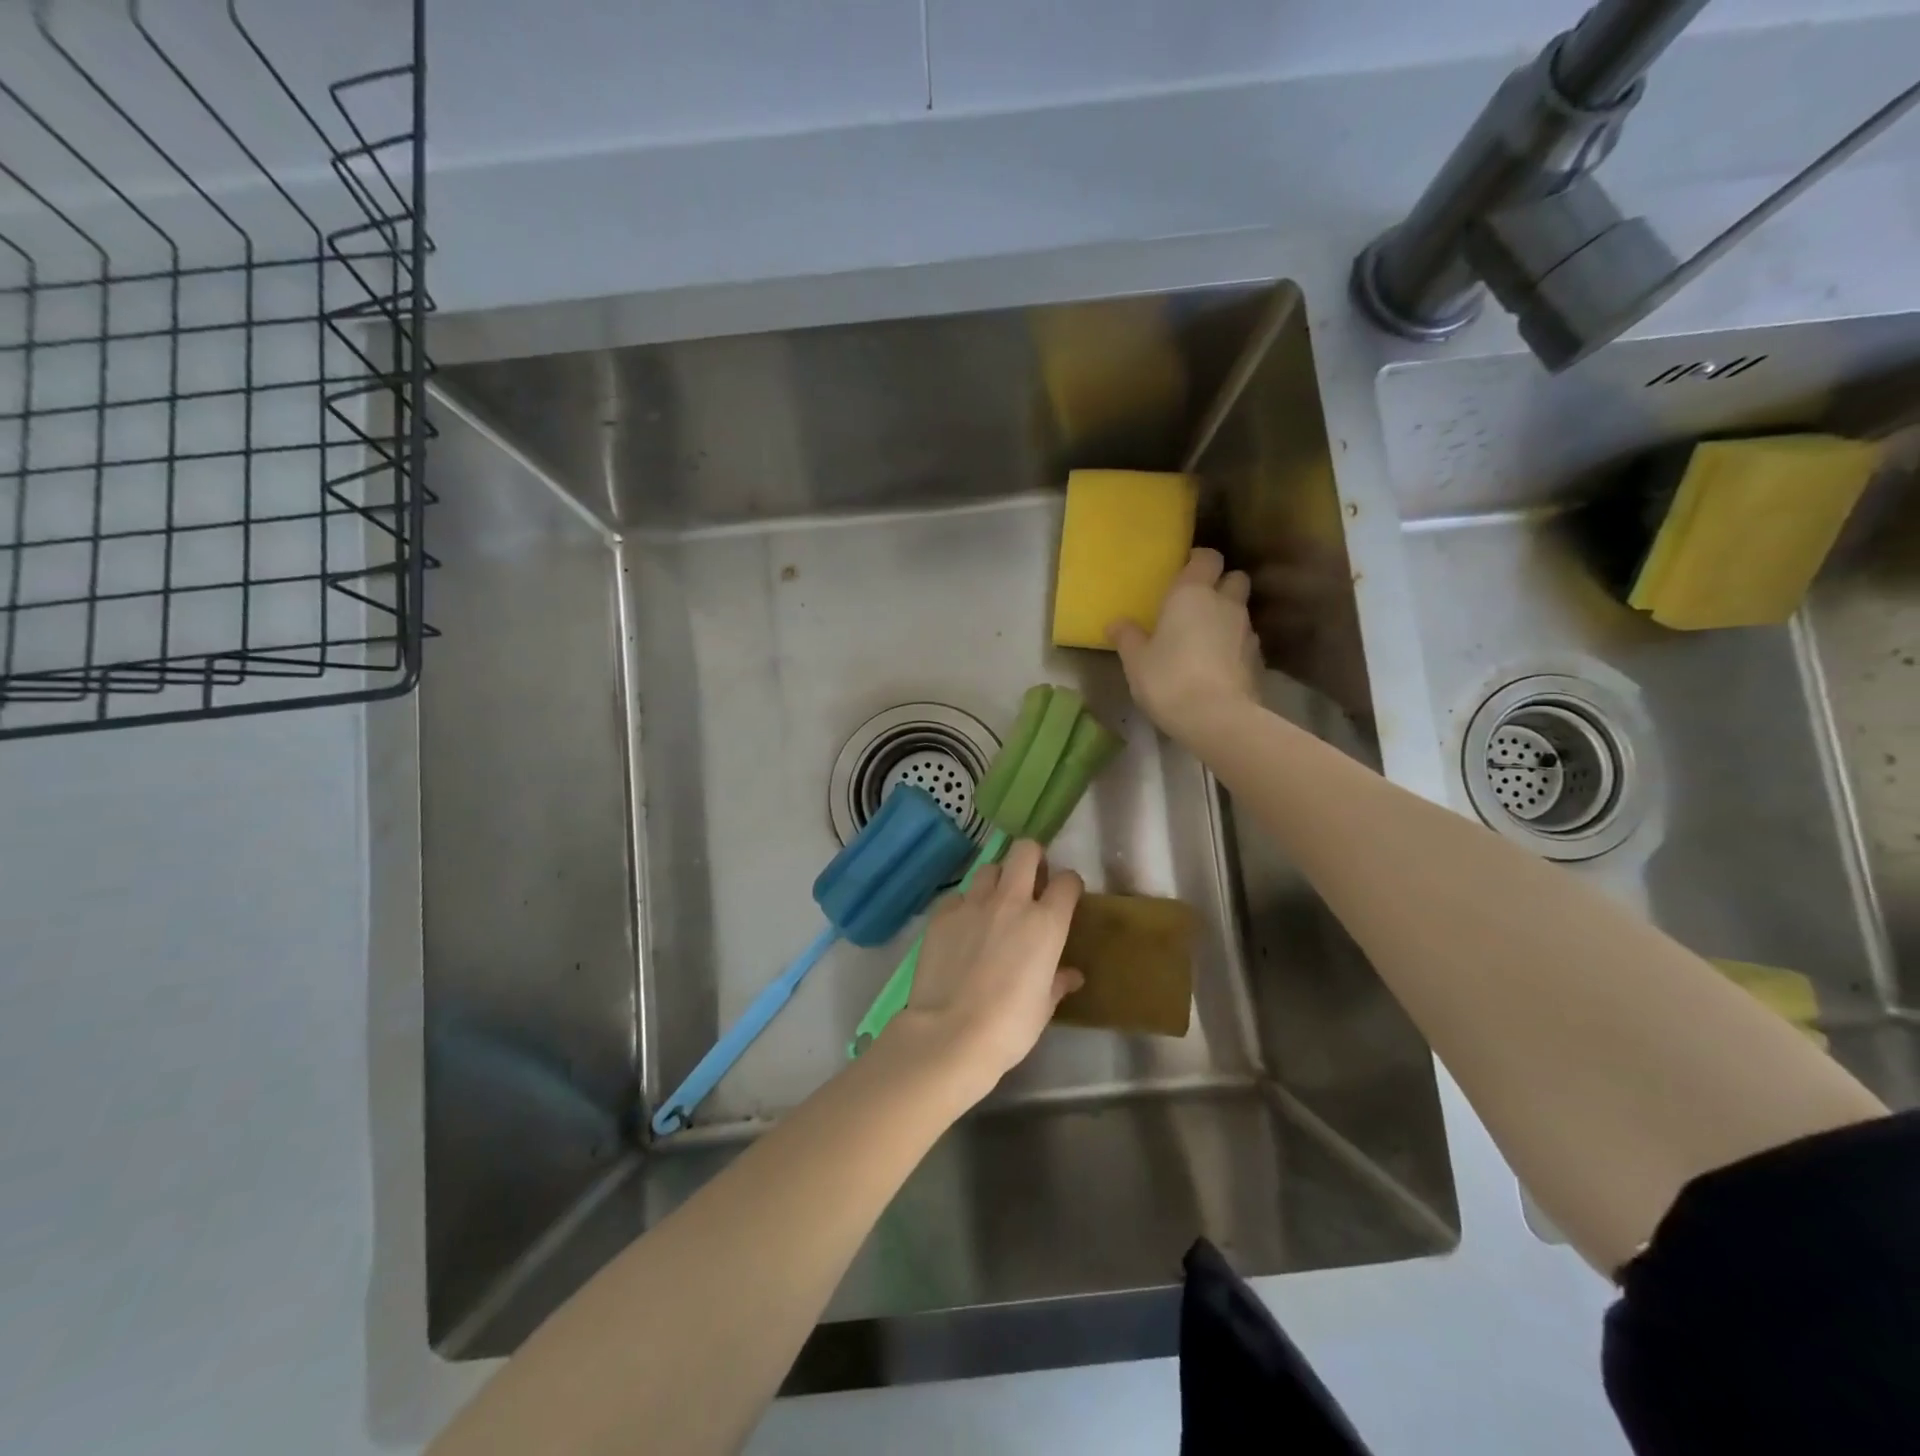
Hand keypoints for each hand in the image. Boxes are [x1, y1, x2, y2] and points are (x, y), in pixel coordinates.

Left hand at [892, 840, 1083, 1103]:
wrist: (951, 1033)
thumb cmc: (1010, 1026)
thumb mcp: (1043, 1007)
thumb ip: (1058, 982)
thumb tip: (1071, 975)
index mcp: (1046, 922)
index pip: (1067, 881)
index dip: (1068, 885)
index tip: (1065, 896)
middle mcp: (1011, 901)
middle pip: (1025, 850)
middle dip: (1032, 858)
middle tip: (1030, 880)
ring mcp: (973, 903)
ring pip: (989, 868)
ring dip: (997, 880)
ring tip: (994, 904)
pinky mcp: (942, 913)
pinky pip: (958, 895)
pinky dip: (964, 905)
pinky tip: (962, 927)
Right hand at [1109, 548, 1259, 743]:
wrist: (1217, 717)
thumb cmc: (1168, 679)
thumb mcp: (1136, 660)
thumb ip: (1127, 637)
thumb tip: (1116, 623)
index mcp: (1192, 593)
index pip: (1207, 557)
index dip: (1198, 560)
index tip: (1184, 571)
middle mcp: (1225, 603)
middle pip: (1235, 577)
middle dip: (1221, 584)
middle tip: (1198, 602)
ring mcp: (1247, 630)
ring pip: (1241, 610)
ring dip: (1227, 617)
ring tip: (1206, 637)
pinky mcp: (1258, 659)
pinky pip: (1245, 641)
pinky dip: (1234, 646)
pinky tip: (1218, 664)